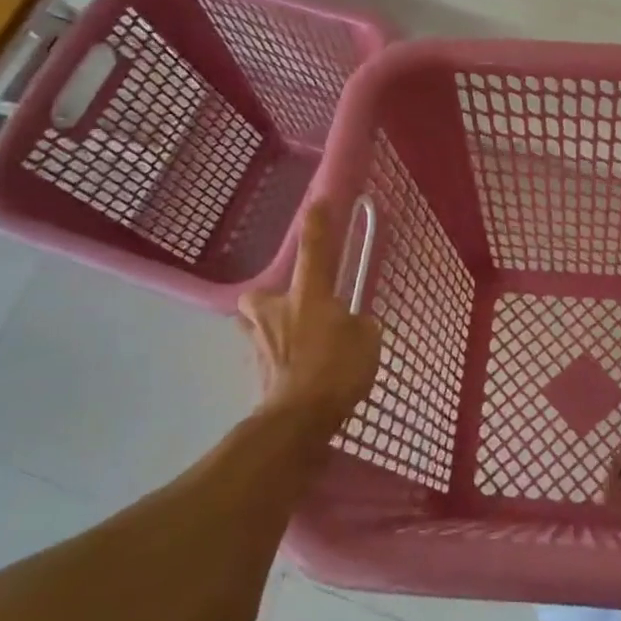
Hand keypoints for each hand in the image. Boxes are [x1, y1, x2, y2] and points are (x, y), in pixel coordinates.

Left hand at [239, 203, 381, 426]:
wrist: (297, 419)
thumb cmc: (336, 370)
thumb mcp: (368, 341)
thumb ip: (360, 325)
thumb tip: (352, 325)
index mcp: (308, 295)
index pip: (314, 250)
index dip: (317, 224)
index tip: (317, 201)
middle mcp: (275, 310)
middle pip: (264, 294)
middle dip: (274, 299)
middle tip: (297, 311)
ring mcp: (258, 340)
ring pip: (258, 325)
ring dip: (271, 330)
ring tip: (294, 345)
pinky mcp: (253, 368)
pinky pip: (265, 354)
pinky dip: (277, 359)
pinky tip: (294, 373)